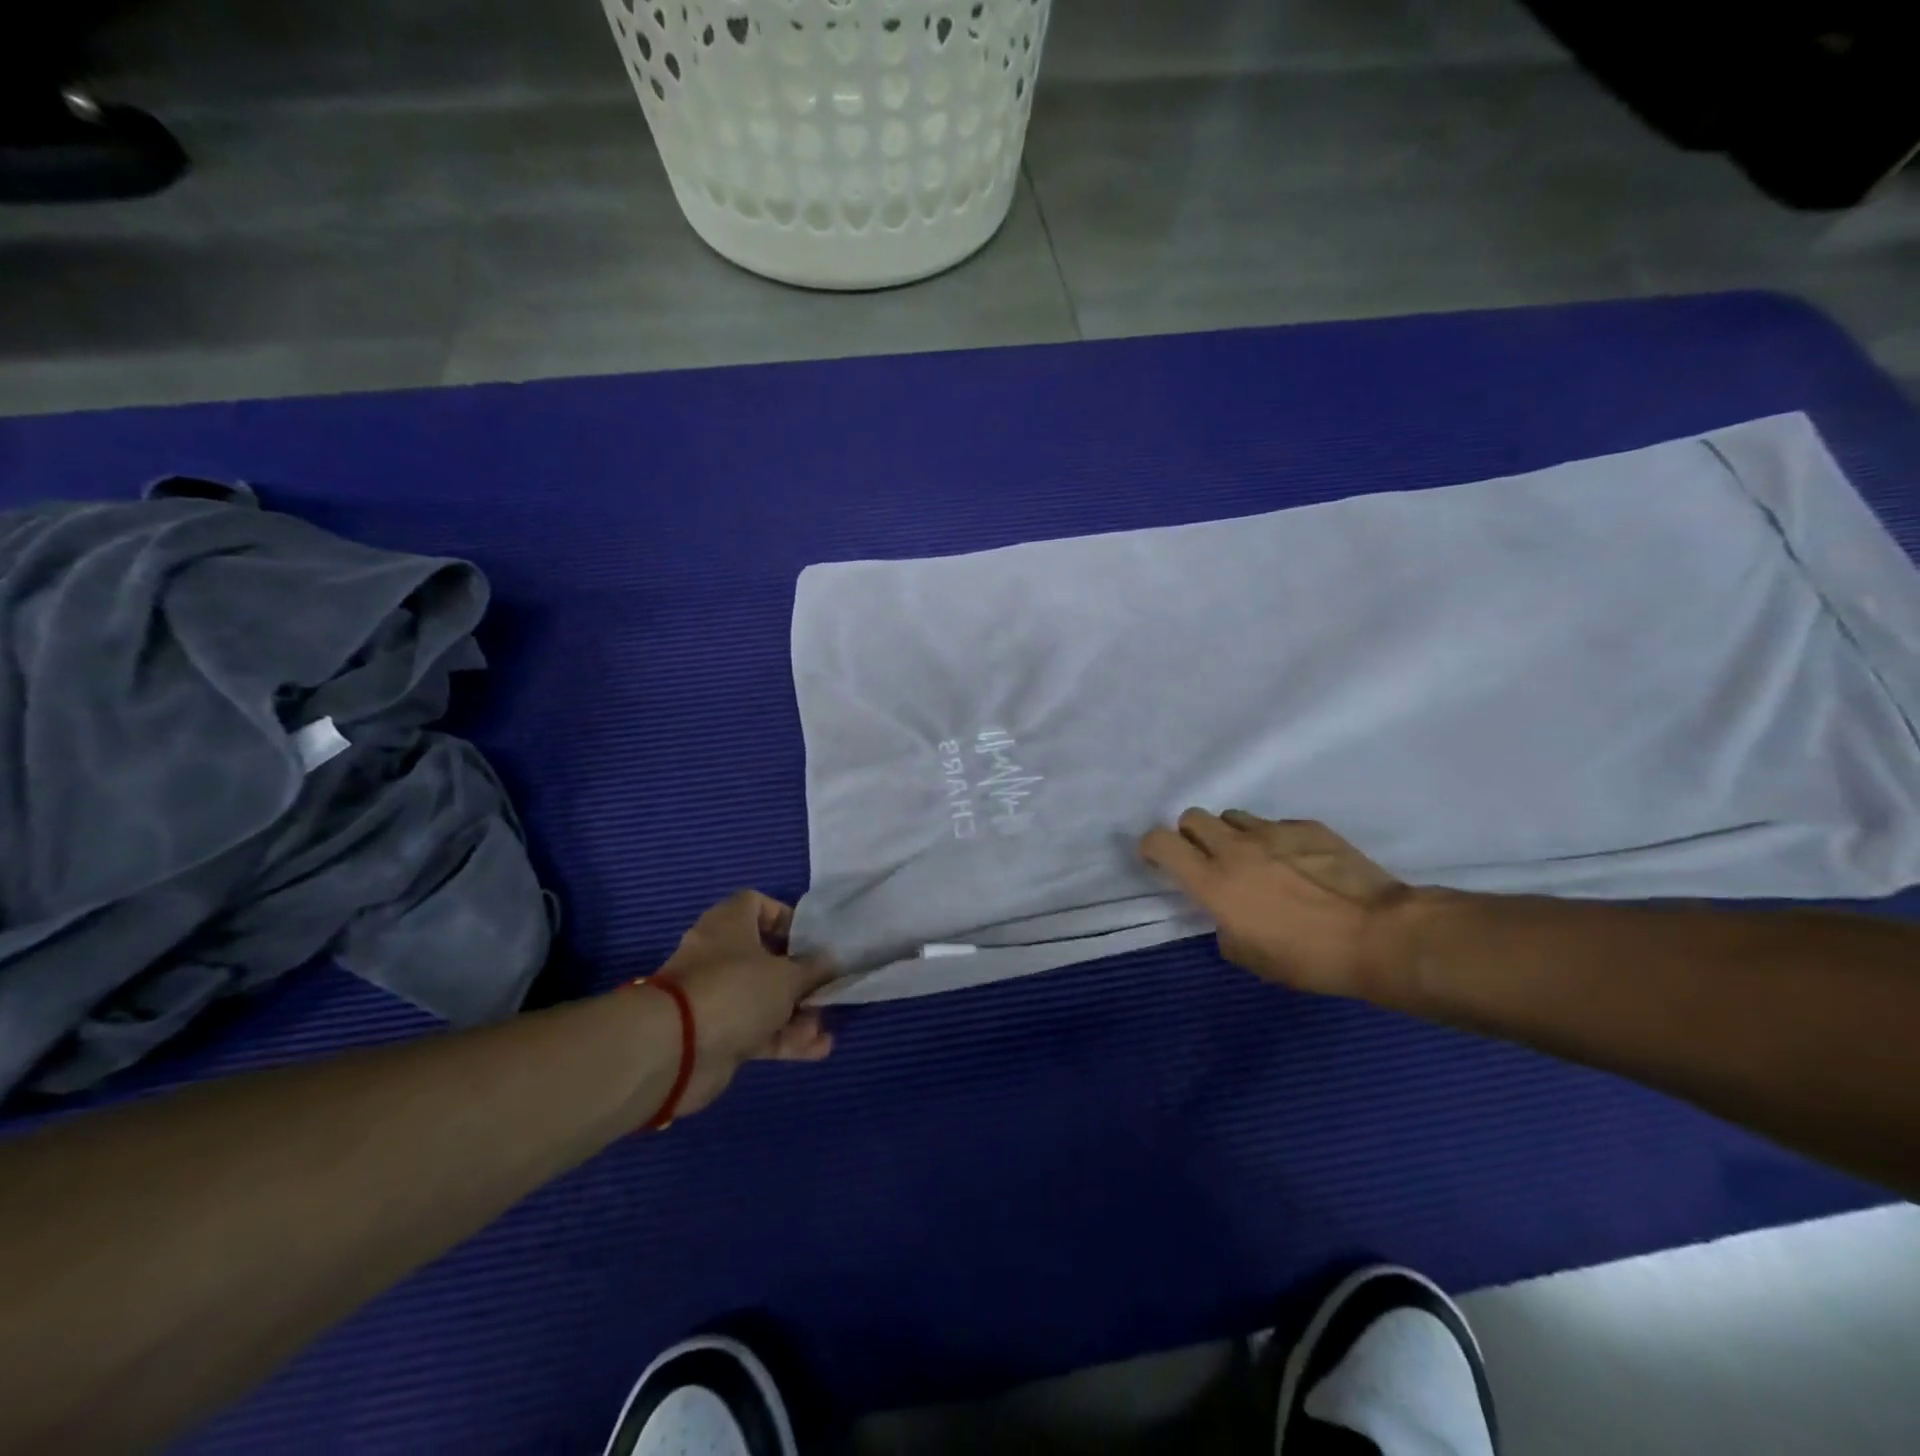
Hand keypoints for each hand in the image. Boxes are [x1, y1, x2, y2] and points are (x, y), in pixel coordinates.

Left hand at [654, 891, 835, 1115]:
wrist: (675, 1051)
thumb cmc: (735, 990)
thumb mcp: (787, 976)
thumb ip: (813, 969)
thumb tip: (829, 962)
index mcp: (729, 924)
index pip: (757, 905)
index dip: (786, 918)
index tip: (811, 939)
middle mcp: (720, 956)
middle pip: (765, 957)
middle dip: (799, 975)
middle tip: (825, 987)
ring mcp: (716, 997)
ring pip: (763, 998)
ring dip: (796, 1012)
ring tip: (824, 1026)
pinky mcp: (717, 1034)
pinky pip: (757, 1030)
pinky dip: (784, 1038)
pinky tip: (817, 1049)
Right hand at [1139, 810, 1410, 998]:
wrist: (1380, 935)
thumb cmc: (1308, 957)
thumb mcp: (1249, 957)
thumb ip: (1223, 926)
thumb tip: (1227, 913)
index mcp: (1212, 881)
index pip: (1160, 841)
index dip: (1151, 847)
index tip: (1157, 860)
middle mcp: (1235, 847)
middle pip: (1193, 817)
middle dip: (1191, 835)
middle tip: (1206, 860)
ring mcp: (1273, 831)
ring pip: (1233, 816)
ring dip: (1231, 835)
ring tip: (1253, 860)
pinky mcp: (1307, 826)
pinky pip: (1275, 825)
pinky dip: (1274, 841)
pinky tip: (1298, 865)